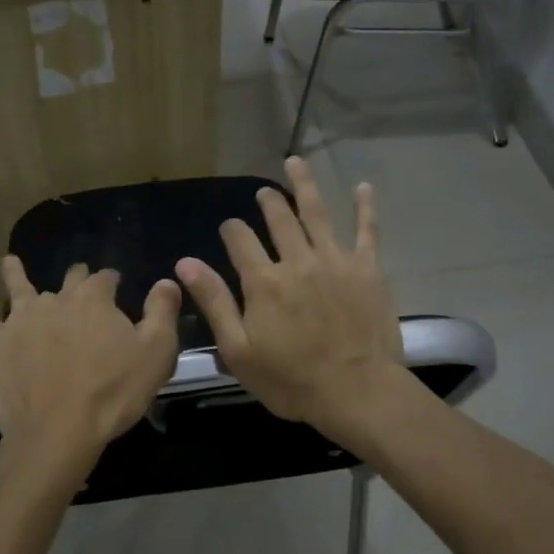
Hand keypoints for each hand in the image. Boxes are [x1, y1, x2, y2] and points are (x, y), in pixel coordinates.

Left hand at [0, 258, 181, 493]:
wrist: (59, 432)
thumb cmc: (113, 394)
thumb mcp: (156, 353)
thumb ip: (162, 312)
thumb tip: (167, 280)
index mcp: (94, 300)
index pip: (104, 278)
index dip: (112, 282)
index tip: (117, 287)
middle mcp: (55, 300)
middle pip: (67, 282)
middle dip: (76, 280)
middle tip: (79, 283)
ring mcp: (20, 319)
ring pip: (18, 287)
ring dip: (16, 273)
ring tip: (10, 261)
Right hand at [175, 157, 406, 441]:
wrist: (357, 391)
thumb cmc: (291, 379)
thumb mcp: (238, 350)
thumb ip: (214, 302)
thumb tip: (185, 263)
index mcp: (263, 281)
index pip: (240, 240)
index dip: (231, 230)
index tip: (229, 229)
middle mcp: (297, 260)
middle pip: (279, 219)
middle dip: (268, 202)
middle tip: (263, 191)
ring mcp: (335, 260)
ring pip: (317, 213)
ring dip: (304, 185)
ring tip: (295, 162)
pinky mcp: (368, 269)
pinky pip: (367, 230)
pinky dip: (365, 207)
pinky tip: (363, 187)